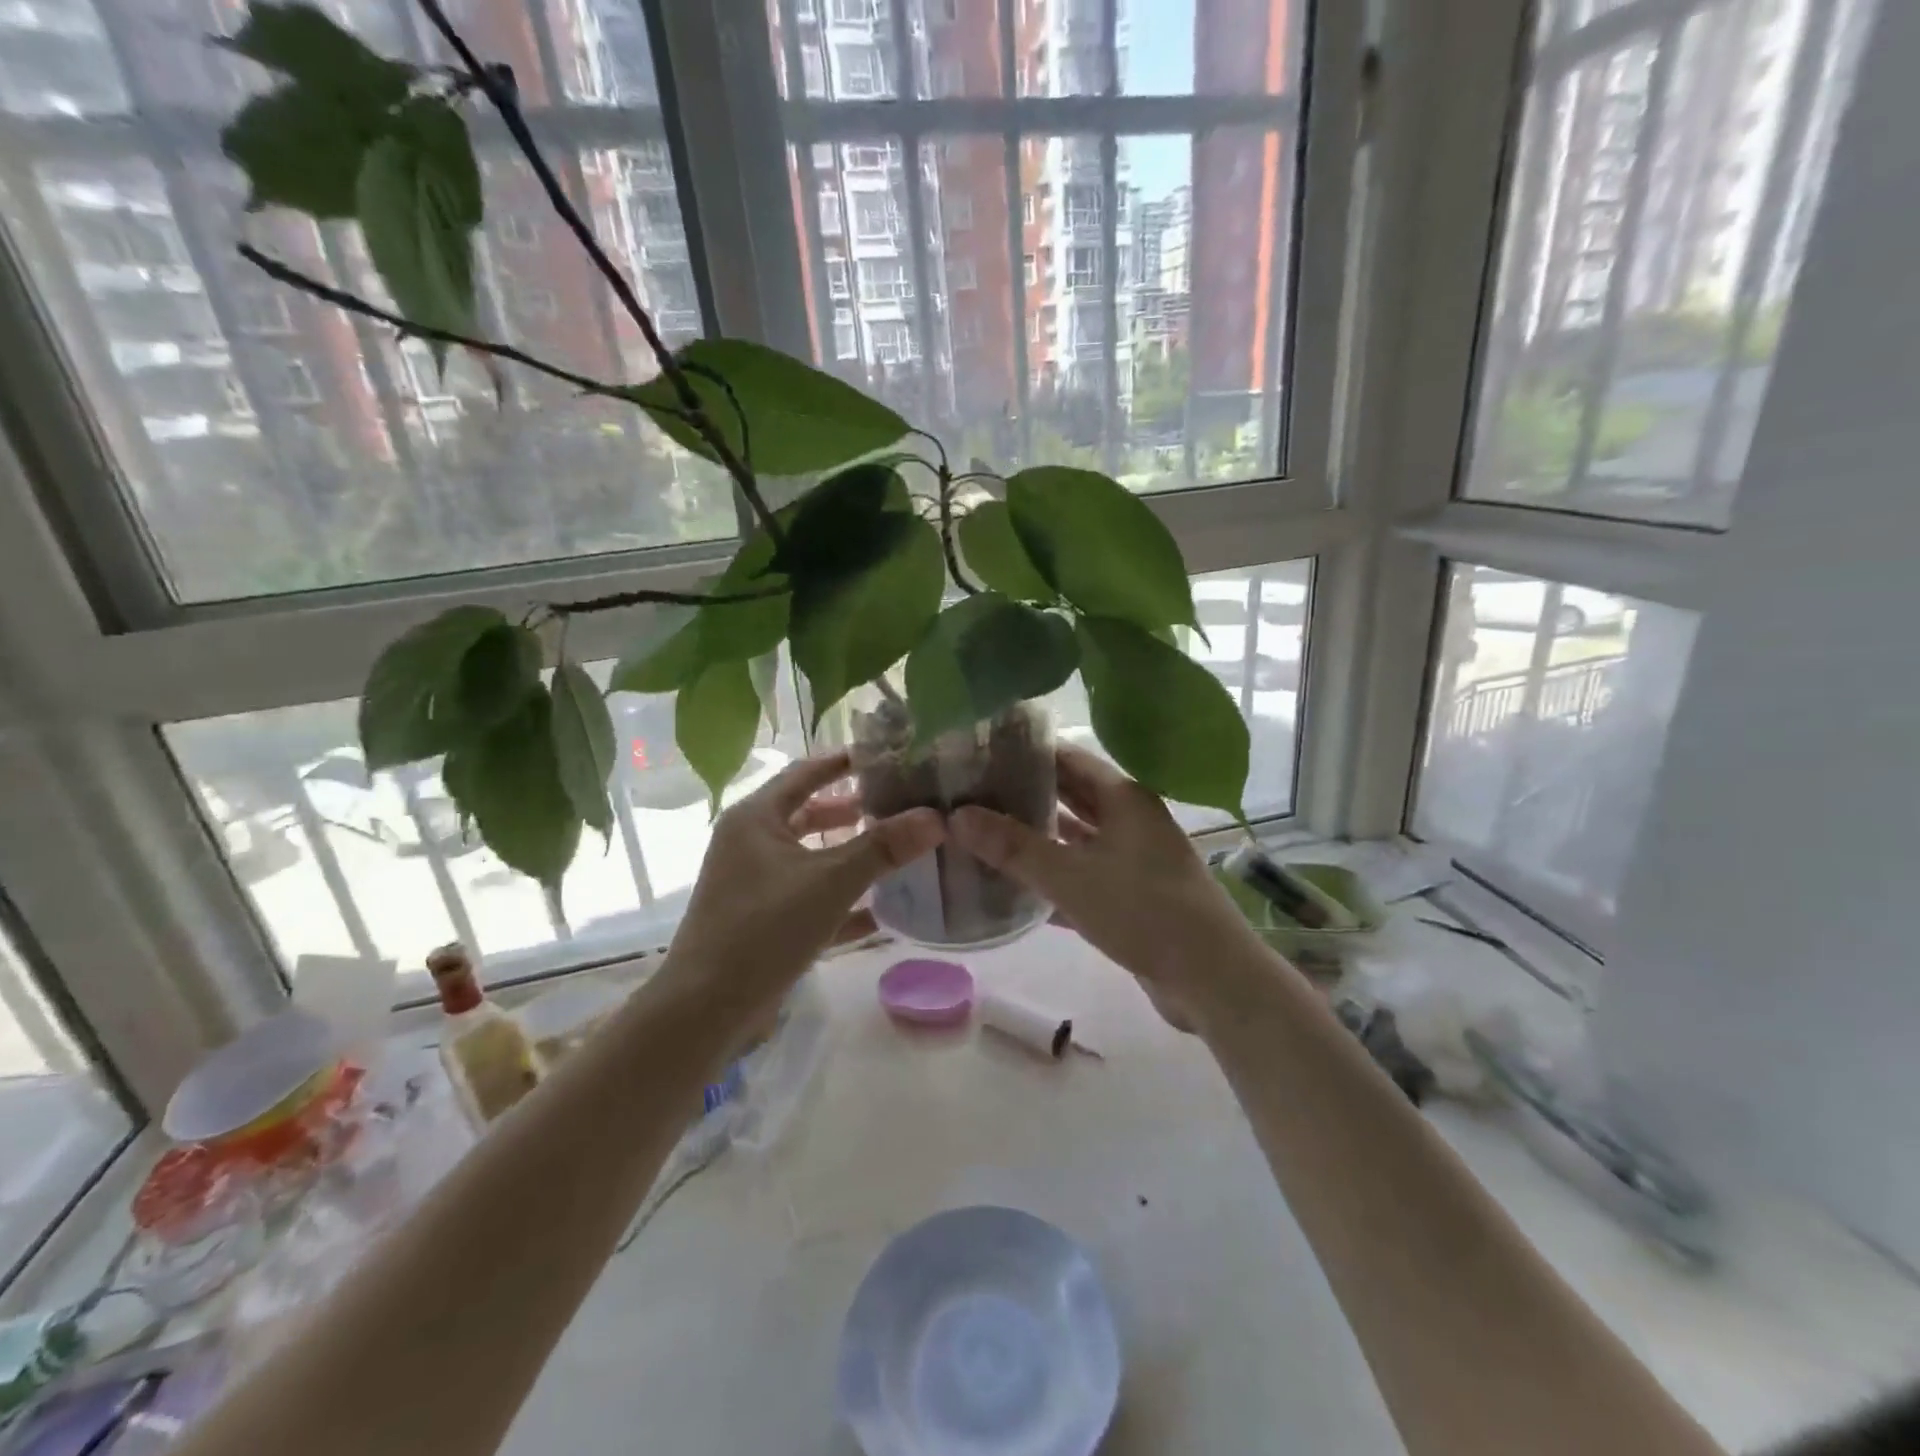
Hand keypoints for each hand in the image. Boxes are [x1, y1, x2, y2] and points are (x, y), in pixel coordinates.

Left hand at [661, 751, 943, 1017]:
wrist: (705, 1010)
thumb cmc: (765, 928)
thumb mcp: (830, 882)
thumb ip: (883, 848)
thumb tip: (935, 817)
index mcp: (756, 819)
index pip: (804, 774)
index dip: (843, 762)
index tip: (883, 755)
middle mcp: (749, 844)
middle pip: (806, 815)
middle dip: (850, 811)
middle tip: (895, 806)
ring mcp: (752, 884)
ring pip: (808, 858)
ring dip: (846, 854)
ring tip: (893, 851)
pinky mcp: (759, 921)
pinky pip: (806, 898)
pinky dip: (838, 899)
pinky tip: (878, 912)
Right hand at [949, 745, 1272, 1029]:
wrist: (1211, 979)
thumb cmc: (1143, 911)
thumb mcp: (1071, 877)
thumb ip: (1013, 847)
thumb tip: (958, 816)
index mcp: (1123, 797)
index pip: (1067, 758)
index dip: (1025, 754)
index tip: (980, 754)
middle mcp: (1129, 819)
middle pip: (1070, 796)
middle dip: (1025, 795)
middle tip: (972, 794)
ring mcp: (1133, 858)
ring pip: (1075, 839)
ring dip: (1036, 838)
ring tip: (984, 834)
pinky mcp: (1131, 895)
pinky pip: (1083, 875)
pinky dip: (1052, 877)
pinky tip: (1014, 887)